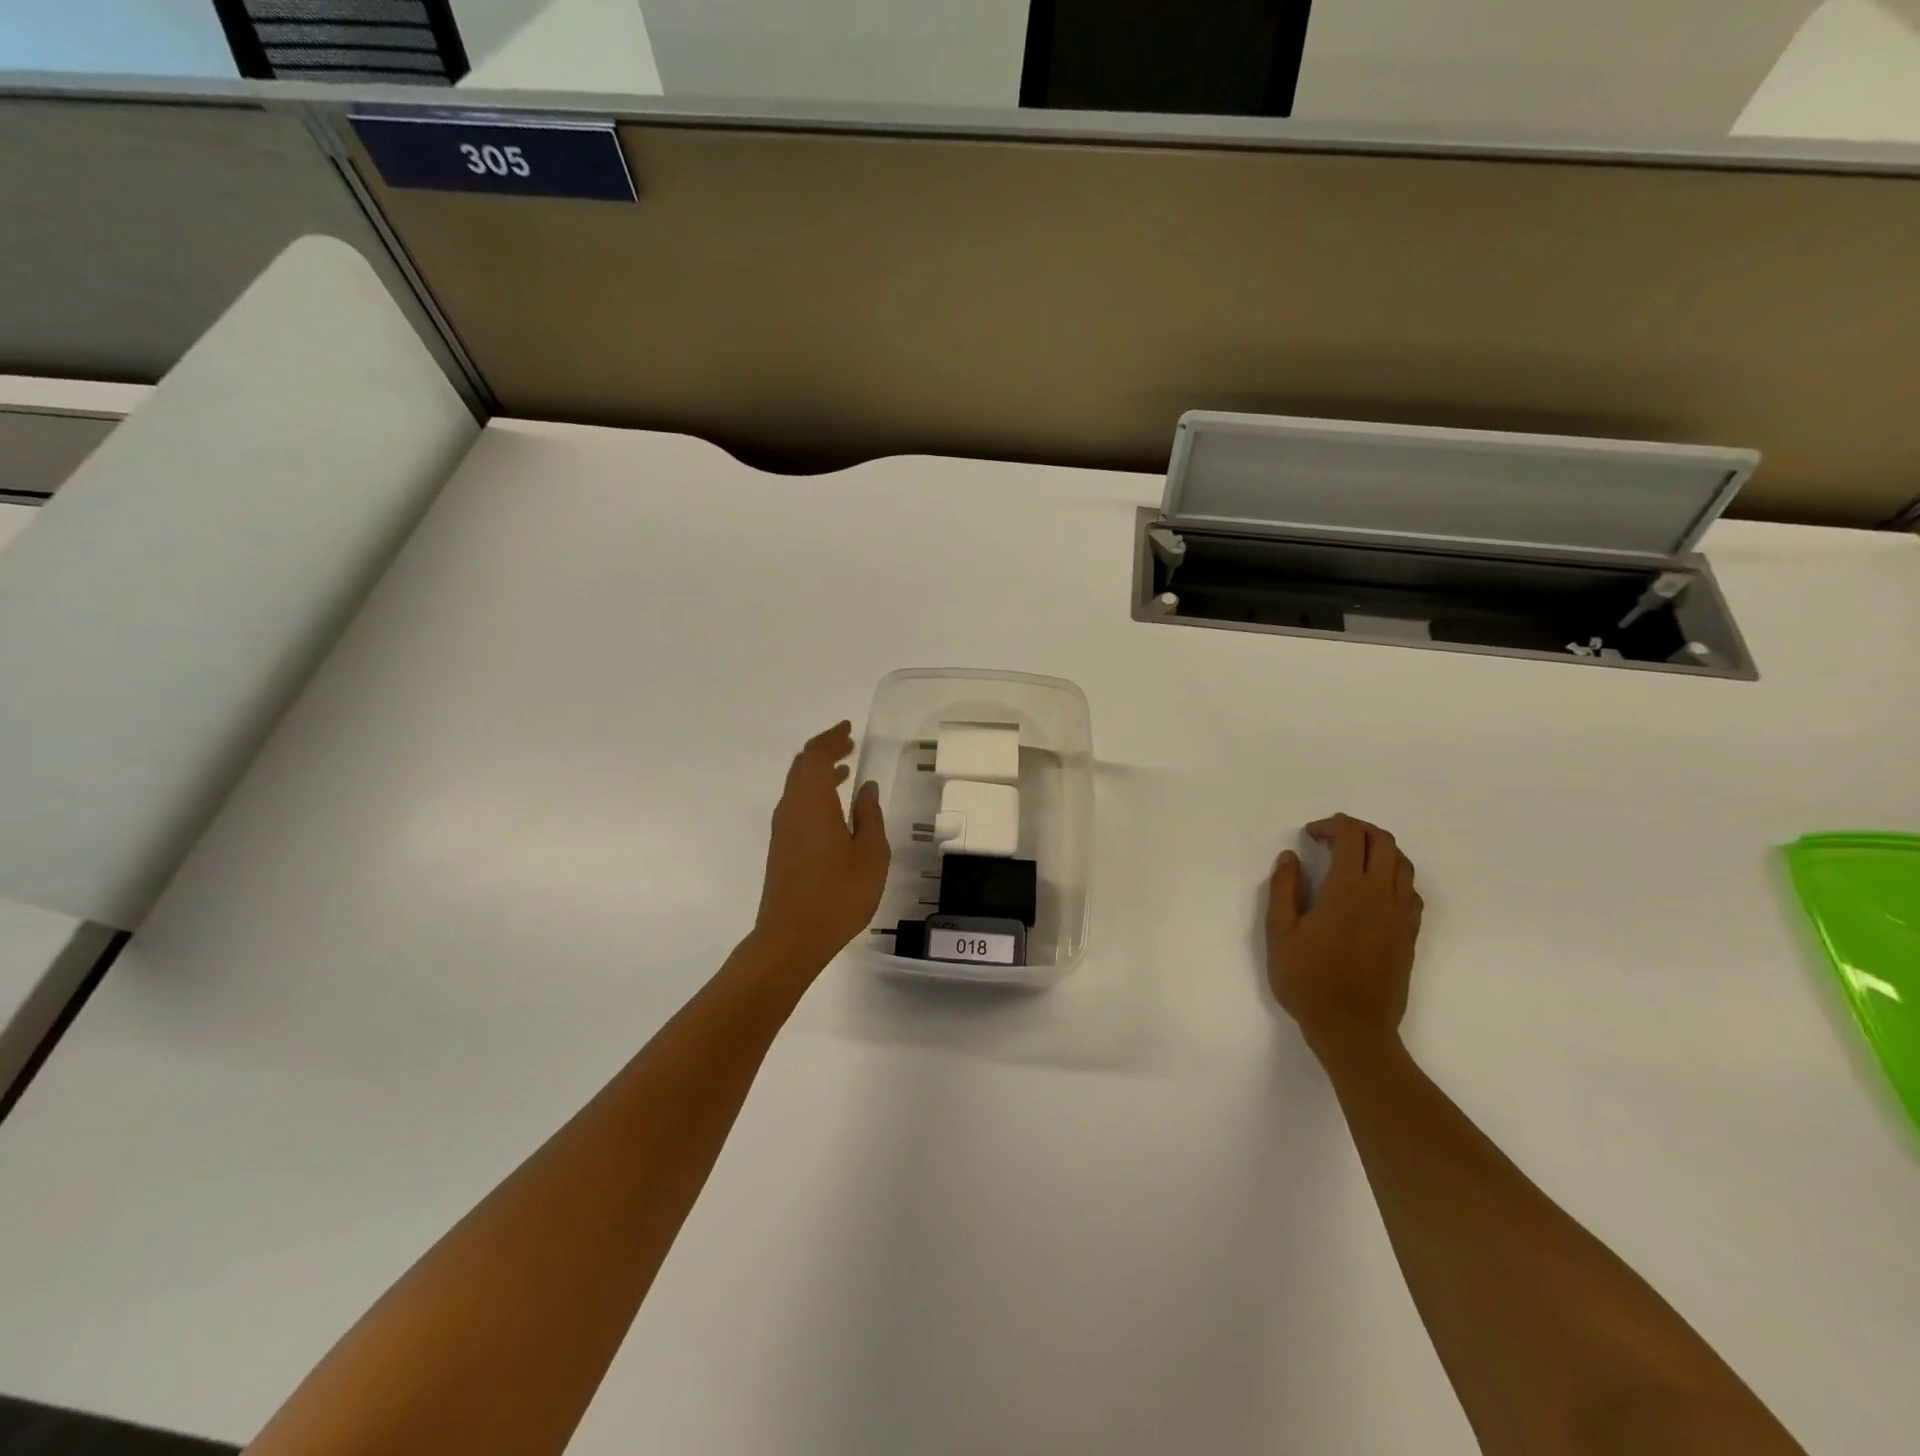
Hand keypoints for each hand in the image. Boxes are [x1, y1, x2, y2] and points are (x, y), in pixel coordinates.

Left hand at [752, 722, 889, 972]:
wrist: (791, 938)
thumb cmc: (837, 894)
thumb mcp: (870, 855)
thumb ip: (869, 817)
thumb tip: (865, 789)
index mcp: (812, 802)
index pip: (817, 756)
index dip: (831, 738)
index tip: (848, 729)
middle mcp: (791, 809)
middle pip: (802, 767)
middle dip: (824, 752)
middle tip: (848, 745)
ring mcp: (783, 830)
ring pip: (797, 787)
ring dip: (819, 773)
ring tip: (846, 770)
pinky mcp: (782, 848)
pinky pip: (796, 805)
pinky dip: (814, 793)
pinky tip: (834, 808)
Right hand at [1266, 814, 1422, 1050]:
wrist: (1352, 1028)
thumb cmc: (1307, 979)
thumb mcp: (1280, 932)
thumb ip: (1284, 889)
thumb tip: (1290, 857)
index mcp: (1347, 889)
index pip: (1351, 836)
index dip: (1331, 825)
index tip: (1310, 834)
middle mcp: (1380, 894)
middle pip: (1383, 842)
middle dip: (1357, 829)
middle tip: (1330, 838)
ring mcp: (1400, 915)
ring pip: (1403, 864)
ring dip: (1379, 850)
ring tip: (1353, 858)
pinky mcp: (1410, 935)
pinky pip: (1411, 892)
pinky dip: (1395, 877)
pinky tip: (1375, 890)